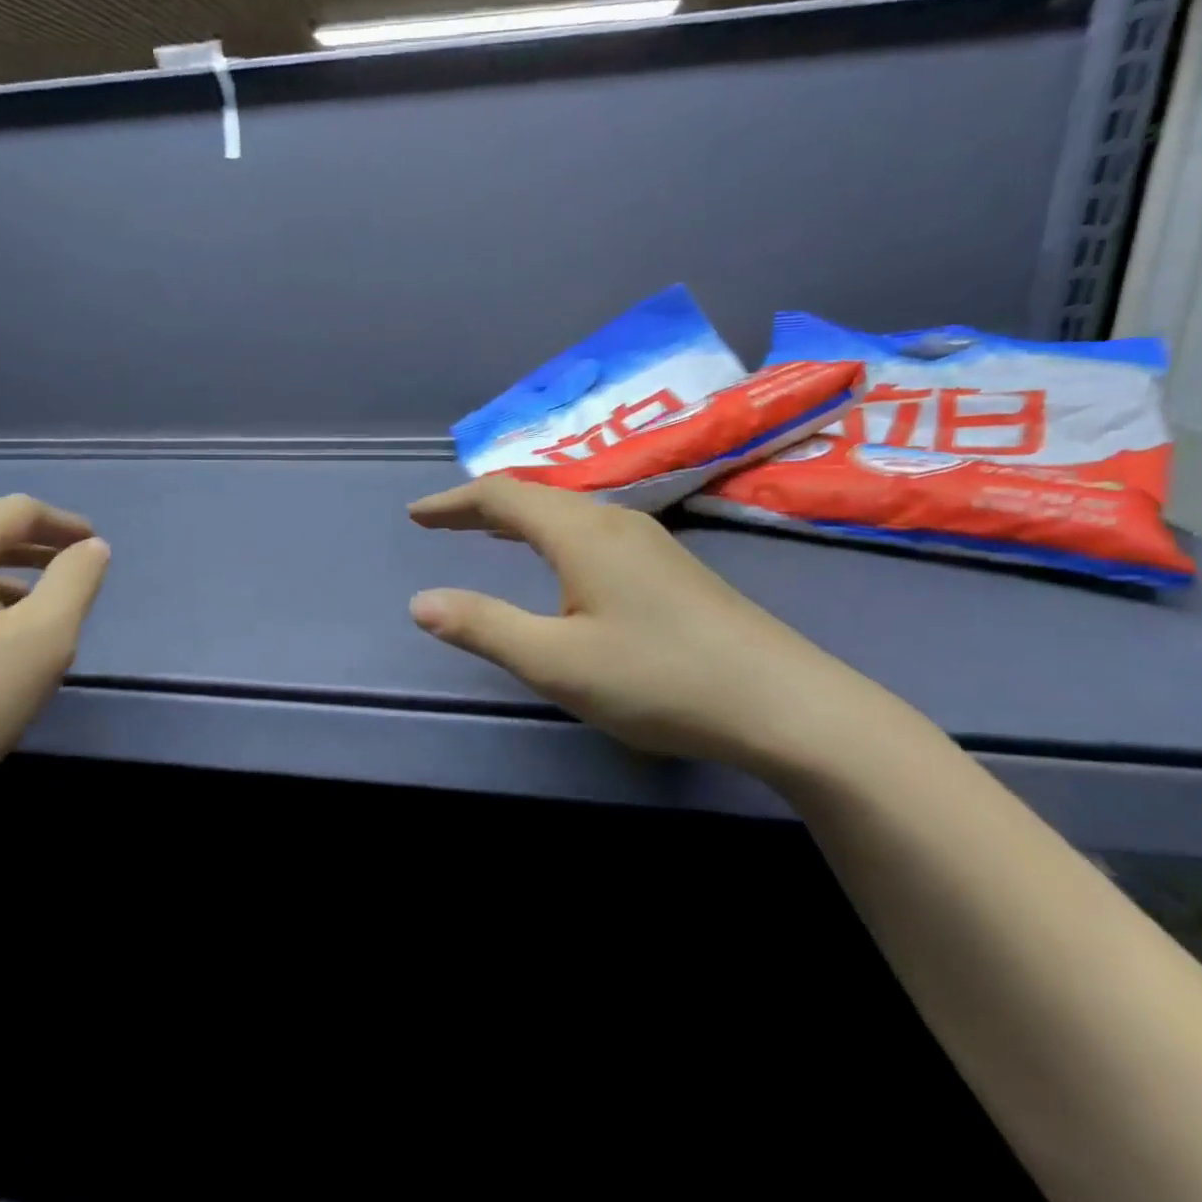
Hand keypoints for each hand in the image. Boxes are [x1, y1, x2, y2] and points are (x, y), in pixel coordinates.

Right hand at [407, 479, 877, 773]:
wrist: (785, 704)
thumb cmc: (660, 679)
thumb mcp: (557, 662)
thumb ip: (485, 628)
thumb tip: (420, 603)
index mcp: (582, 533)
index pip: (503, 496)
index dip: (454, 503)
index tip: (417, 516)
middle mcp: (615, 523)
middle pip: (536, 496)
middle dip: (482, 507)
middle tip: (442, 523)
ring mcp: (650, 543)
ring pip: (568, 513)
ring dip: (520, 518)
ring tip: (488, 533)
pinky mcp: (671, 569)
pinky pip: (593, 532)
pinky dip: (553, 535)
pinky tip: (560, 563)